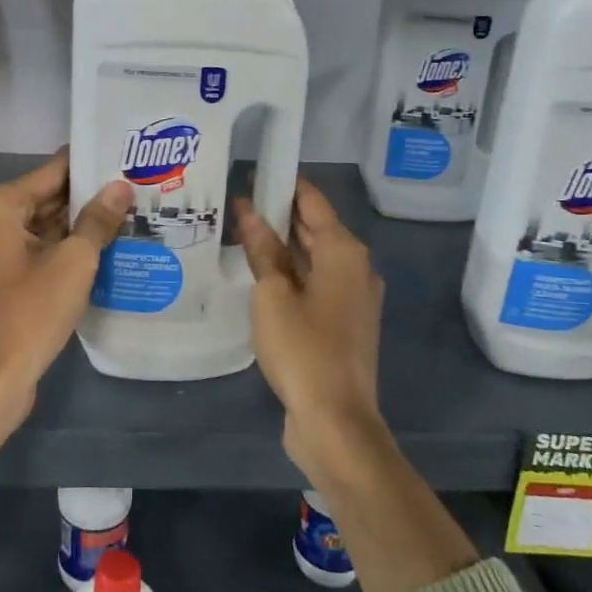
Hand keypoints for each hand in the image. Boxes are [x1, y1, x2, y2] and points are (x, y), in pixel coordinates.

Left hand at [0, 151, 132, 425]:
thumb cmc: (31, 312)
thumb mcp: (74, 261)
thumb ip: (97, 219)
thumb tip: (120, 187)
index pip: (50, 172)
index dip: (88, 166)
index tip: (122, 159)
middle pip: (42, 198)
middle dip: (84, 198)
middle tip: (131, 191)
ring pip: (38, 226)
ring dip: (74, 225)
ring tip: (123, 216)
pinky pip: (30, 250)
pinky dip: (58, 248)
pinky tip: (96, 249)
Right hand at [236, 179, 385, 473]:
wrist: (335, 420)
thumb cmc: (303, 349)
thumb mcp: (273, 294)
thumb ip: (263, 250)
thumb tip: (250, 212)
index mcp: (344, 252)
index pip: (312, 201)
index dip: (282, 184)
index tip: (252, 171)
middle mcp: (356, 268)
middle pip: (314, 228)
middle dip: (277, 215)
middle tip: (235, 202)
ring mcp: (352, 298)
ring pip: (313, 258)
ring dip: (282, 247)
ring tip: (239, 233)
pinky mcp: (343, 323)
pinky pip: (314, 284)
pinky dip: (290, 274)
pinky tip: (259, 276)